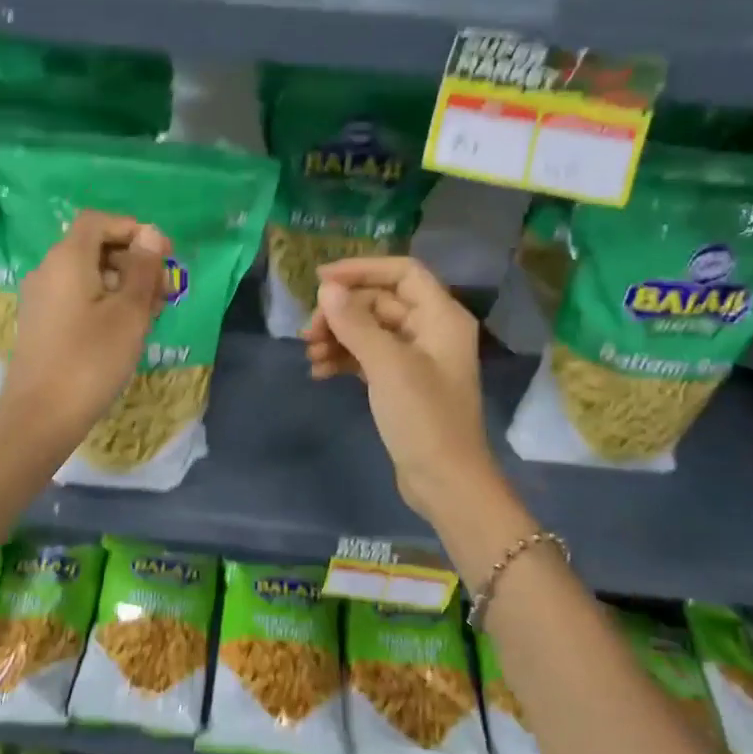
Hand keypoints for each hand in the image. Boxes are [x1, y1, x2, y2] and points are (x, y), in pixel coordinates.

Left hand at [0, 210, 170, 449]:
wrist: (40, 416)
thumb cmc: (91, 360)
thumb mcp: (129, 314)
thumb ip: (142, 269)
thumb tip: (151, 234)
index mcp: (67, 259)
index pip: (98, 221)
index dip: (132, 228)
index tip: (162, 253)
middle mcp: (48, 270)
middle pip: (92, 246)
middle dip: (131, 259)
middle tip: (163, 288)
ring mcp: (41, 298)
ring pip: (87, 274)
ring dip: (121, 283)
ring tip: (151, 313)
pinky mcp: (41, 323)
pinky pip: (76, 296)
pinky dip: (103, 301)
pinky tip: (124, 329)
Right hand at [302, 256, 498, 523]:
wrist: (445, 482)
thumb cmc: (423, 418)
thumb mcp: (387, 365)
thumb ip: (355, 322)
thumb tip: (327, 288)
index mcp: (441, 317)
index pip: (401, 272)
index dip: (361, 270)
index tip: (319, 279)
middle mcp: (431, 330)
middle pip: (380, 302)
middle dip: (342, 313)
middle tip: (307, 333)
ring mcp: (416, 359)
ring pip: (370, 331)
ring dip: (338, 337)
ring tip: (309, 355)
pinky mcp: (401, 384)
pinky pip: (368, 357)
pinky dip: (344, 360)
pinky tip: (319, 372)